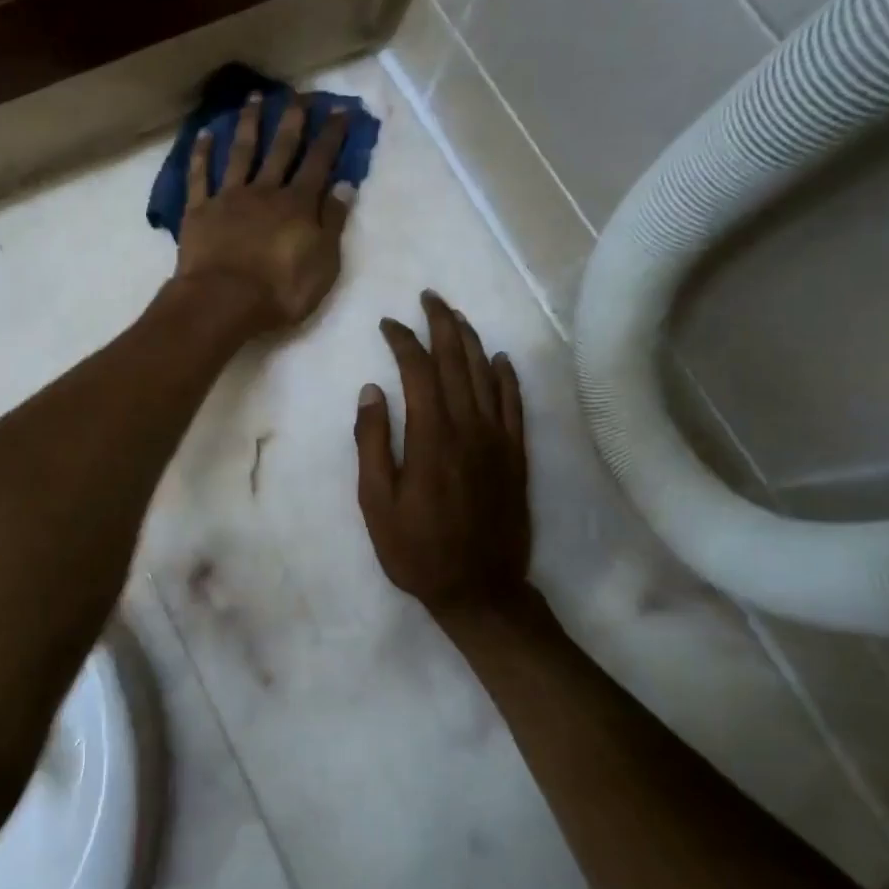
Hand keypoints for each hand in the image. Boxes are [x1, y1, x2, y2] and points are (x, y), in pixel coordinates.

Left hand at [174, 92, 355, 334]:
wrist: (223, 301)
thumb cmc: (280, 291)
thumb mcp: (323, 263)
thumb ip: (333, 222)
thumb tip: (345, 185)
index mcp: (298, 204)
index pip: (320, 162)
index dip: (332, 135)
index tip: (341, 109)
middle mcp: (265, 191)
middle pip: (281, 148)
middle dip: (292, 119)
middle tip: (298, 94)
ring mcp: (229, 197)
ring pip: (241, 152)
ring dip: (249, 124)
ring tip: (254, 98)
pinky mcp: (199, 211)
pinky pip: (199, 176)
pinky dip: (201, 153)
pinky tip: (205, 133)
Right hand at [355, 292, 531, 617]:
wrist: (480, 590)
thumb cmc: (417, 550)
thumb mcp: (377, 502)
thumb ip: (372, 443)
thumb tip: (371, 390)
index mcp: (432, 437)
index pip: (419, 371)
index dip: (403, 341)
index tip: (387, 324)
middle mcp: (469, 428)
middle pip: (458, 361)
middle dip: (442, 324)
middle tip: (429, 297)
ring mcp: (499, 440)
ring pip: (487, 376)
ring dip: (471, 341)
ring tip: (456, 316)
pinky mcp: (517, 456)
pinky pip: (516, 405)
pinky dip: (508, 377)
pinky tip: (500, 359)